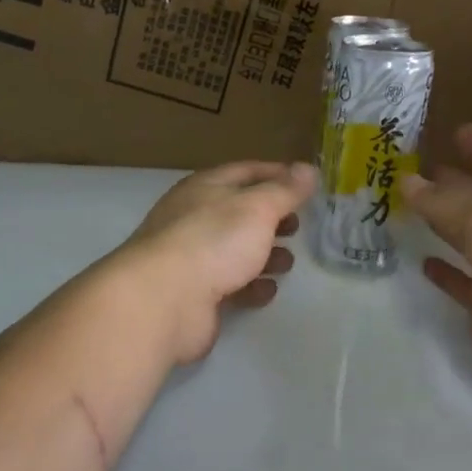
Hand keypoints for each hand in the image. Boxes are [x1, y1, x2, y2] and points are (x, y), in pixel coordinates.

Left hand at [115, 161, 317, 363]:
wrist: (163, 301)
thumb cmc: (213, 241)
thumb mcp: (257, 207)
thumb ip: (285, 190)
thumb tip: (308, 169)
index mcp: (205, 188)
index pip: (246, 171)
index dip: (278, 174)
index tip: (307, 184)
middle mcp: (195, 218)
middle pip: (240, 212)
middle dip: (272, 218)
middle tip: (298, 225)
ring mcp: (192, 257)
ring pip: (235, 249)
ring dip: (264, 254)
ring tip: (287, 261)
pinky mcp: (195, 294)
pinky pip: (229, 285)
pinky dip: (251, 286)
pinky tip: (267, 291)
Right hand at [403, 124, 471, 382]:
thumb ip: (442, 200)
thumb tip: (406, 181)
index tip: (458, 129)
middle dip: (454, 183)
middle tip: (420, 168)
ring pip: (468, 240)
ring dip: (444, 226)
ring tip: (411, 209)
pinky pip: (462, 283)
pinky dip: (445, 274)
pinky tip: (423, 262)